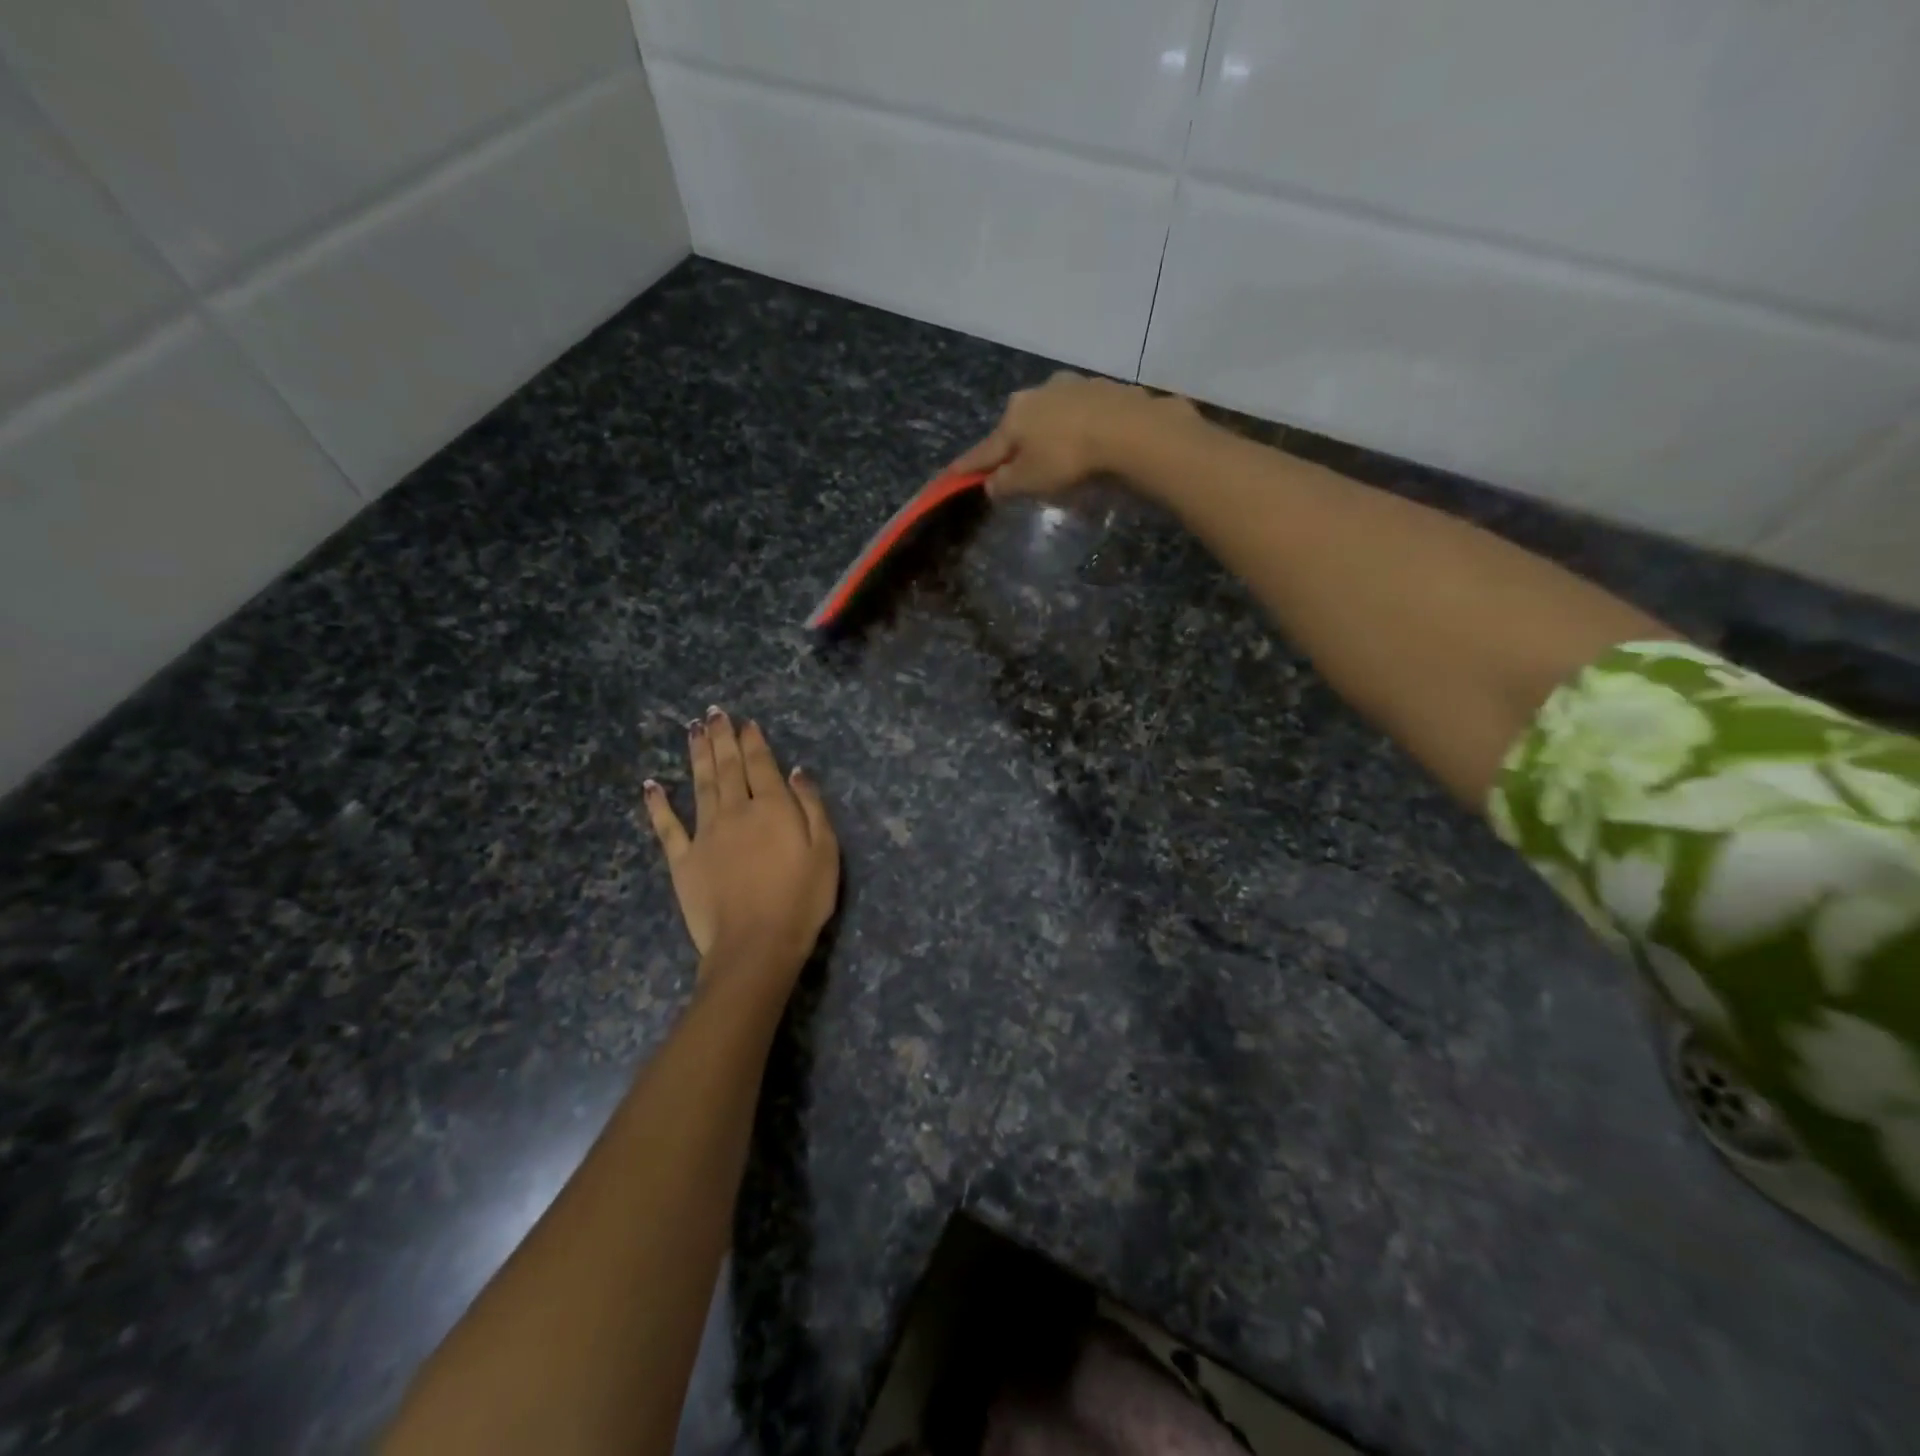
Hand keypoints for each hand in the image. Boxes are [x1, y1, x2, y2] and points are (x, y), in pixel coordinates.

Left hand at [643, 708, 839, 983]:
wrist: (756, 945)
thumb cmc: (801, 900)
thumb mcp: (826, 851)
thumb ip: (812, 807)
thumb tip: (797, 771)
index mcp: (772, 808)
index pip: (762, 765)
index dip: (753, 741)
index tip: (746, 722)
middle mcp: (736, 811)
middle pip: (728, 767)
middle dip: (722, 738)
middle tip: (713, 713)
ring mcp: (705, 834)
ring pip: (700, 785)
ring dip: (697, 756)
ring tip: (692, 730)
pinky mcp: (683, 860)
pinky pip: (667, 827)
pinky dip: (658, 804)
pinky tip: (651, 785)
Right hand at [949, 371, 1199, 498]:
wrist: (1126, 429)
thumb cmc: (1067, 458)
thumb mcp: (1029, 481)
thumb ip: (1005, 484)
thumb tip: (991, 483)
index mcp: (1014, 416)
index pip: (986, 448)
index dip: (969, 465)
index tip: (952, 473)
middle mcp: (1037, 392)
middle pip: (1019, 425)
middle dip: (1016, 443)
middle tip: (1019, 465)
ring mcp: (1072, 385)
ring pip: (1051, 413)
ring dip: (1050, 431)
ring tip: (1058, 452)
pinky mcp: (1103, 387)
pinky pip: (1082, 412)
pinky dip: (1079, 425)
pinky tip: (1089, 439)